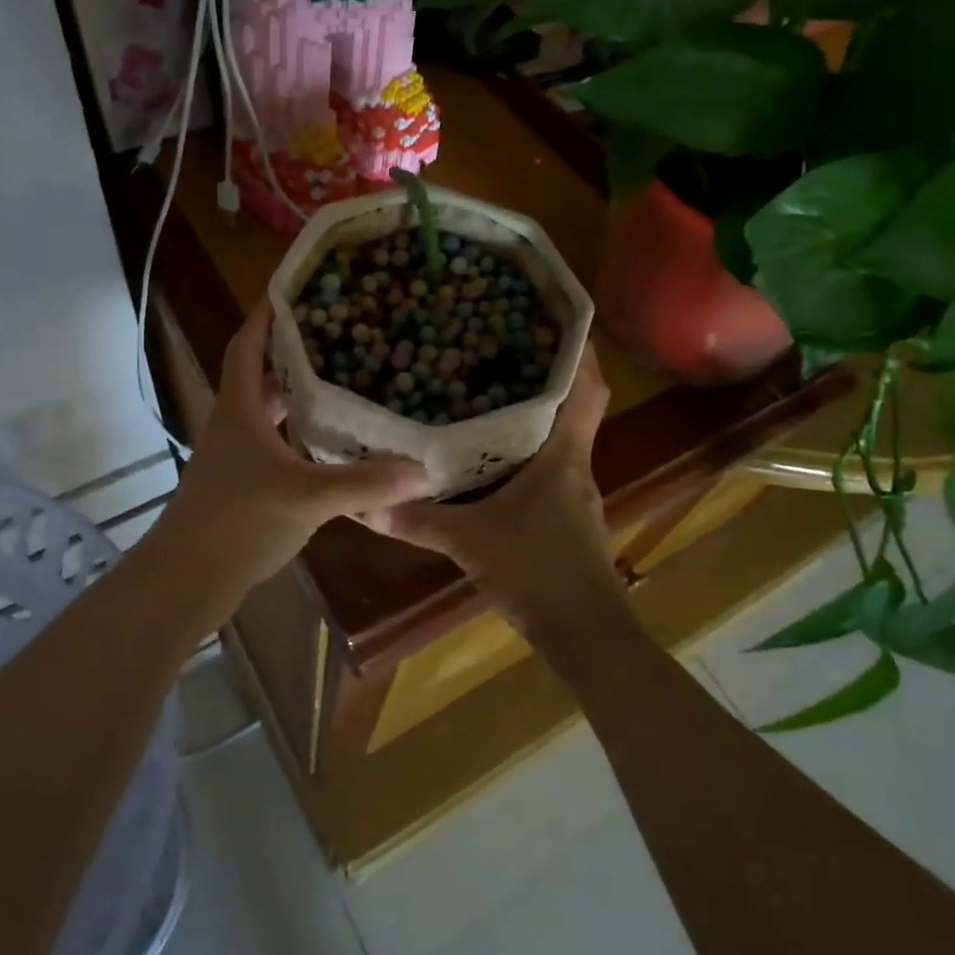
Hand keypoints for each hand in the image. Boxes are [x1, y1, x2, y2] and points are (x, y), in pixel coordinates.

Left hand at [151, 301, 430, 615]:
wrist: (187, 579)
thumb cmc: (238, 523)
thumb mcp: (308, 497)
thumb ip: (365, 483)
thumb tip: (423, 470)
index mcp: (239, 410)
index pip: (246, 345)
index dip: (265, 315)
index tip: (294, 288)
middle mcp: (234, 424)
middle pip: (259, 374)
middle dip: (291, 351)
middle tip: (337, 332)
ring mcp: (235, 456)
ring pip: (267, 411)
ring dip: (296, 393)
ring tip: (341, 378)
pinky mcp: (241, 483)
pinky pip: (274, 442)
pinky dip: (298, 433)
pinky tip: (329, 442)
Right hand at [367, 349, 624, 643]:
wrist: (586, 635)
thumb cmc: (538, 572)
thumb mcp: (470, 542)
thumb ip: (418, 521)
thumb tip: (366, 504)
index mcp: (563, 455)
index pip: (589, 389)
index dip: (582, 351)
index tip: (558, 319)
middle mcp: (575, 464)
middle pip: (573, 405)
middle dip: (546, 373)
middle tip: (504, 345)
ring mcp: (574, 492)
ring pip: (559, 435)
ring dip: (535, 411)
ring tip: (491, 387)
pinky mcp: (567, 516)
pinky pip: (549, 465)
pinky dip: (527, 449)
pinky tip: (494, 453)